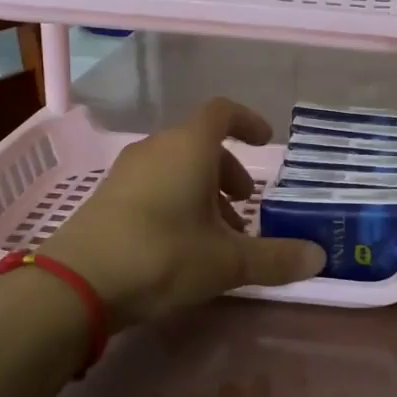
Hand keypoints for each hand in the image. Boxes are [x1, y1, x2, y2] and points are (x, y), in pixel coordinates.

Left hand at [38, 98, 324, 329]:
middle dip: (228, 171)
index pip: (222, 113)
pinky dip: (176, 201)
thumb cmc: (163, 255)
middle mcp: (156, 149)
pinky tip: (182, 244)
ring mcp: (126, 172)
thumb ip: (275, 258)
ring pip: (176, 167)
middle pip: (200, 144)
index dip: (248, 122)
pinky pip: (153, 185)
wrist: (77, 284)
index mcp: (189, 147)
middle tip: (245, 206)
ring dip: (203, 191)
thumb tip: (319, 257)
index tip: (266, 142)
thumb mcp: (228, 262)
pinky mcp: (107, 197)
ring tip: (218, 234)